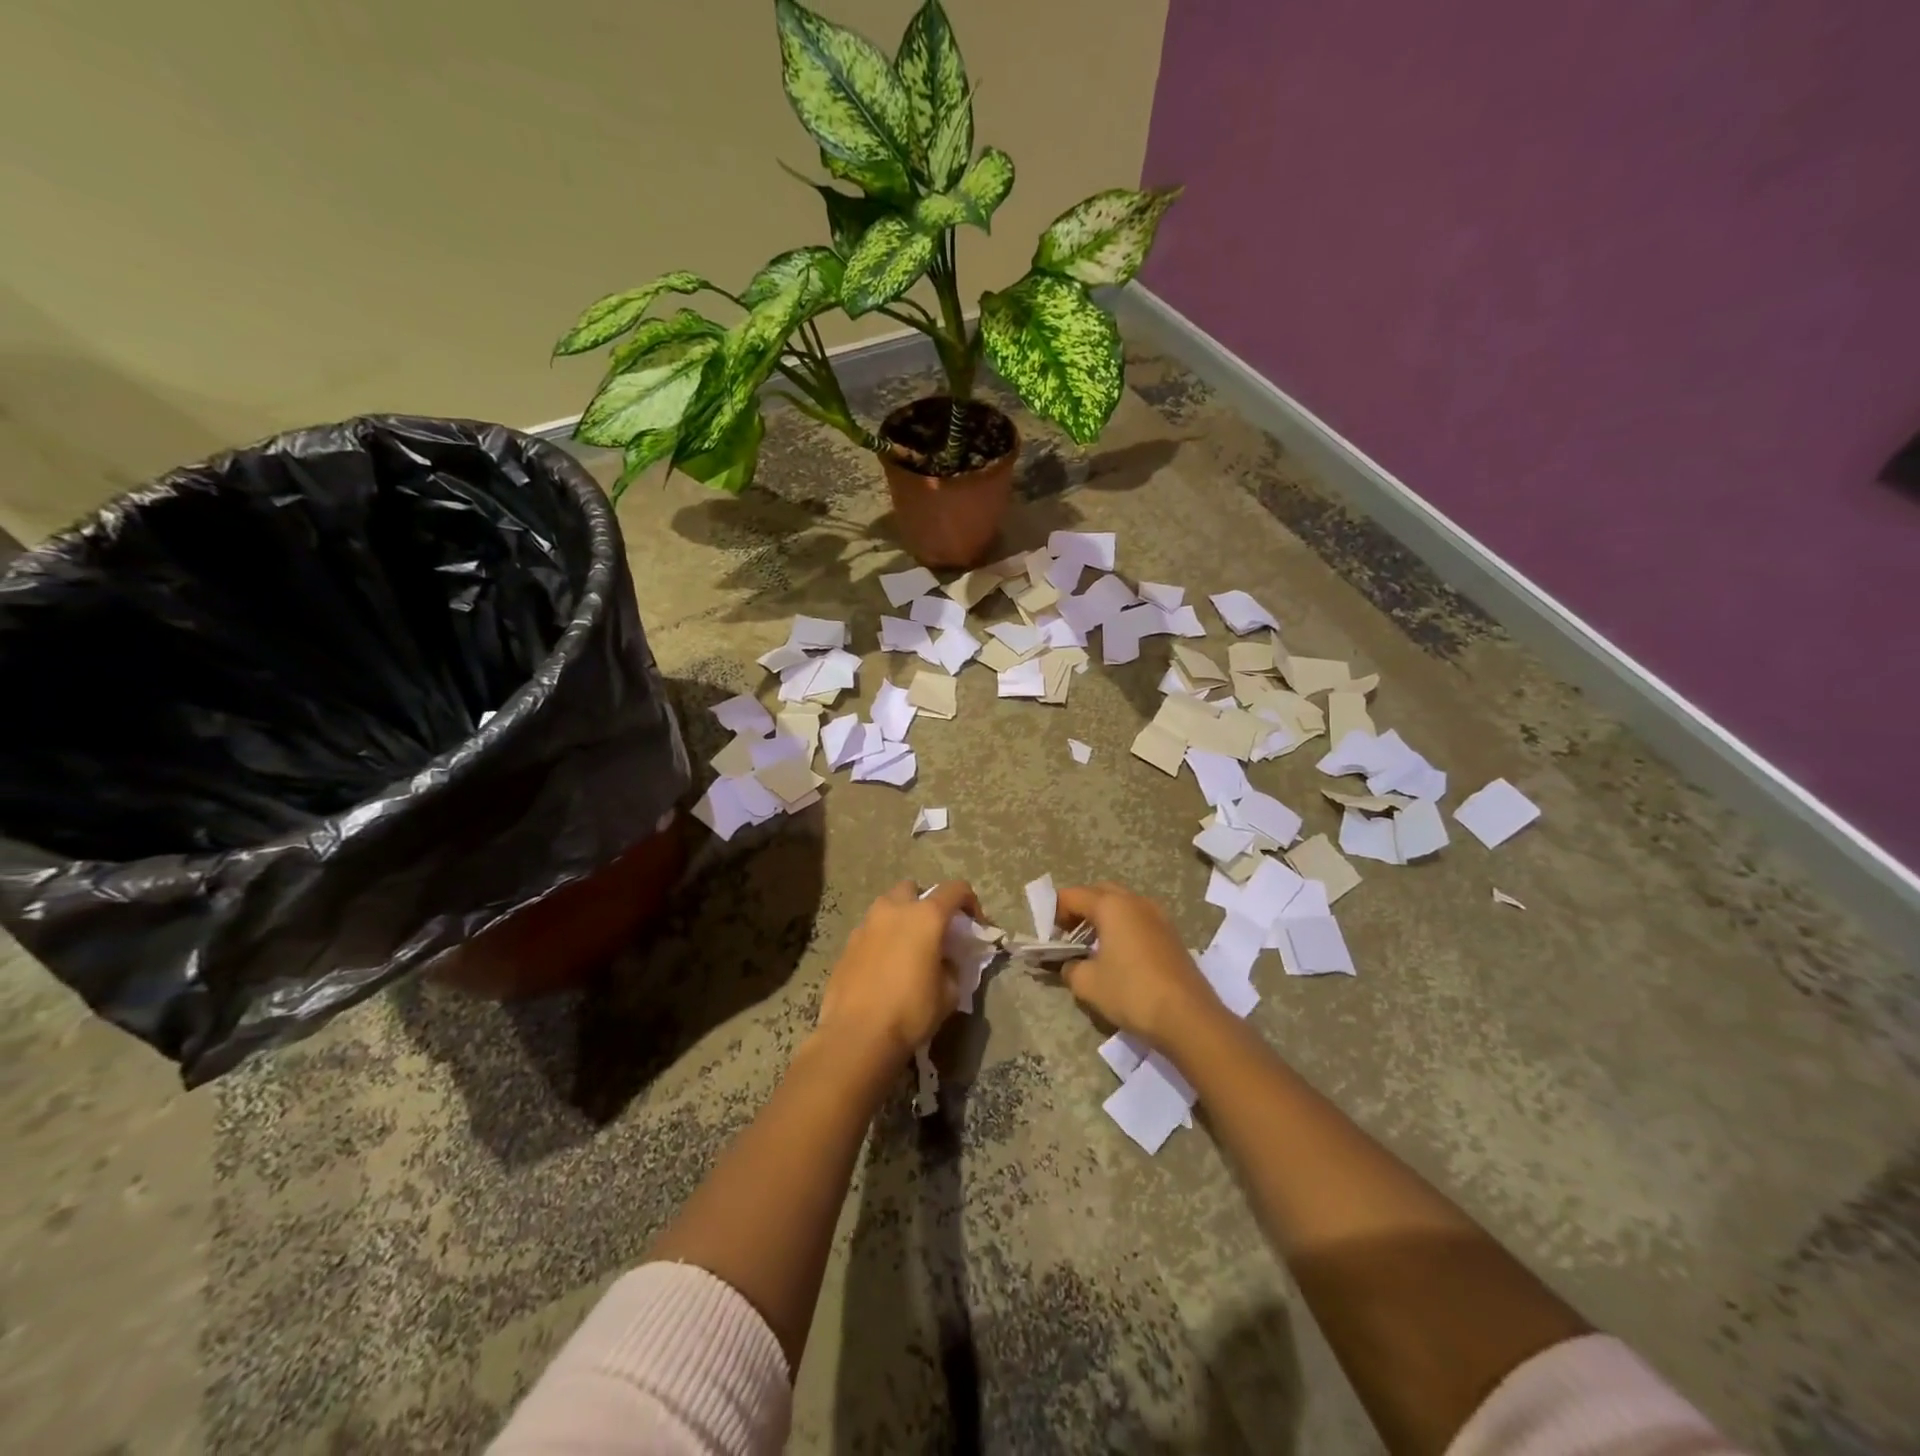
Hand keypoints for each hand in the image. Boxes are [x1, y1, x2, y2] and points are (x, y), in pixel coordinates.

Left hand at [817, 879, 980, 1061]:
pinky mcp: (847, 944)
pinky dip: (881, 939)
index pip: (955, 889)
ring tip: (907, 949)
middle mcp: (893, 910)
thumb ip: (952, 967)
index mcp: (925, 916)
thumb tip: (945, 962)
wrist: (857, 1036)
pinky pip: (870, 930)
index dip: (970, 902)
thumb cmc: (911, 1011)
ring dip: (900, 919)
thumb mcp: (949, 993)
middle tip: (934, 931)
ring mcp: (866, 925)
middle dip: (925, 903)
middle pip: (913, 889)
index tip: (975, 925)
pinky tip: (884, 967)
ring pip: (887, 907)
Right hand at [1055, 882, 1217, 1045]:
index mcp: (1112, 905)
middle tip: (1069, 936)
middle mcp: (1136, 902)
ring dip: (1103, 918)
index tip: (1050, 939)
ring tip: (1093, 947)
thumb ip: (1070, 967)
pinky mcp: (1172, 935)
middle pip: (1099, 893)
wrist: (1188, 1017)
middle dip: (1080, 909)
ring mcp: (1158, 916)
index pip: (1072, 895)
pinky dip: (1123, 929)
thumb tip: (1069, 965)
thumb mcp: (1088, 983)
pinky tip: (1119, 957)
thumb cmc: (1131, 992)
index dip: (1055, 913)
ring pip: (1123, 905)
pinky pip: (1139, 920)